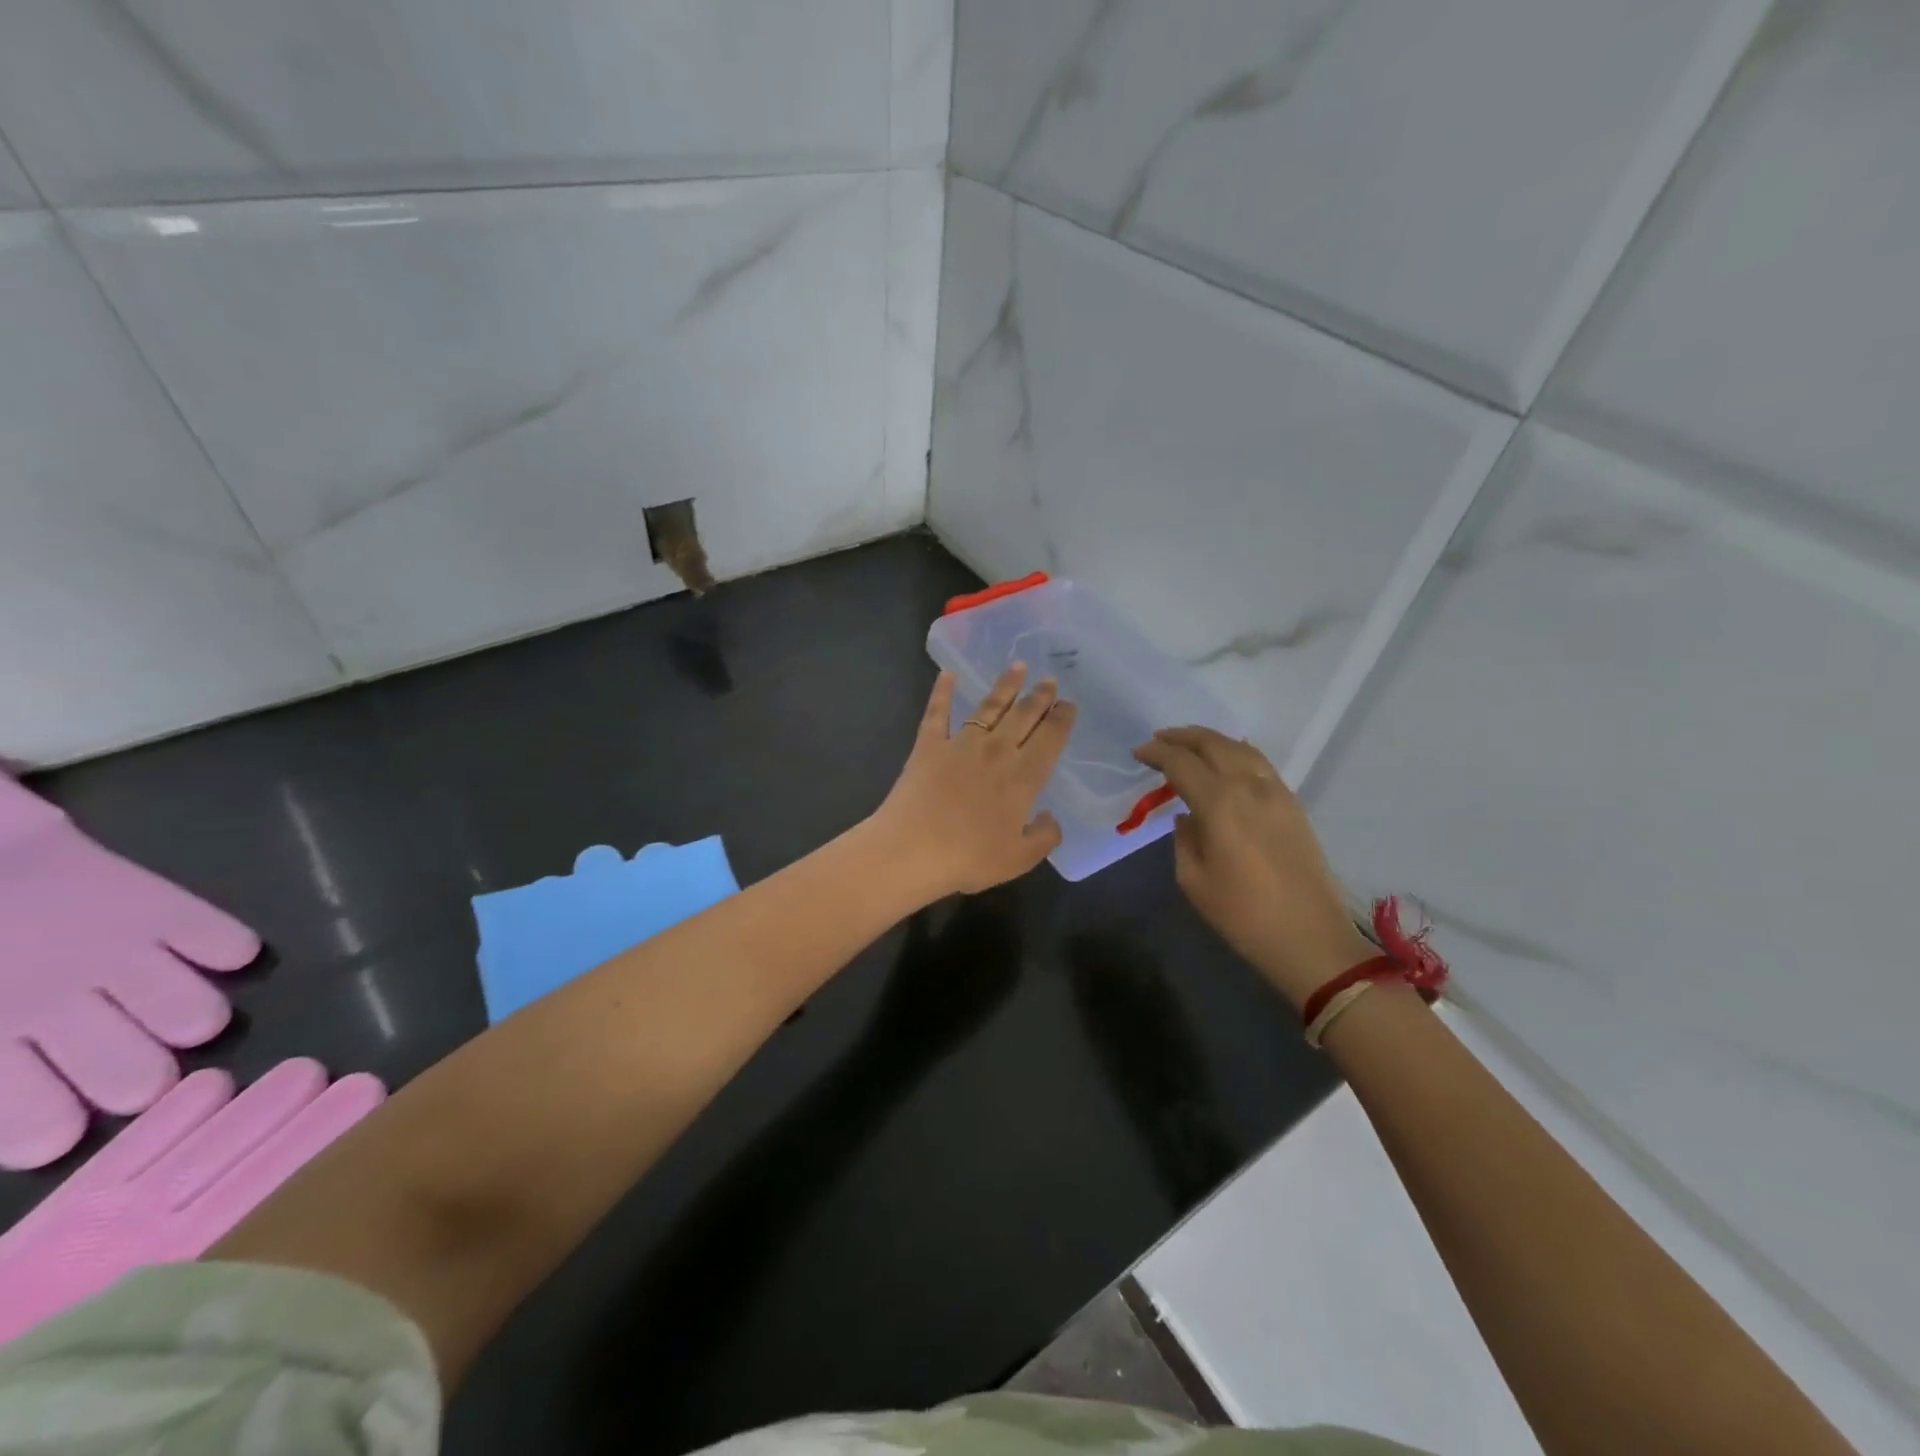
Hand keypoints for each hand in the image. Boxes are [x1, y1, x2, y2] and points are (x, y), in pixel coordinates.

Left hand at [871, 665, 1075, 897]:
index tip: (1068, 704)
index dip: (1062, 719)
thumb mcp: (1019, 859)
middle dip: (1040, 696)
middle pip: (1024, 716)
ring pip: (989, 706)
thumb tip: (1051, 818)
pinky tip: (947, 675)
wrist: (912, 850)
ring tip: (1017, 667)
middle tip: (1049, 680)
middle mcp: (997, 751)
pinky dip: (942, 691)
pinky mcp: (928, 745)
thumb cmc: (969, 858)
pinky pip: (937, 712)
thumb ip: (1043, 837)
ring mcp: (961, 743)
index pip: (1050, 739)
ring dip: (1005, 685)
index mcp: (1023, 777)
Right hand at [1134, 727, 1374, 1008]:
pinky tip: (1227, 759)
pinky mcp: (1293, 805)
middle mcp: (1250, 787)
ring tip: (1190, 743)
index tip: (1138, 753)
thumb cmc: (1242, 915)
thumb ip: (1184, 839)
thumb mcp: (1193, 880)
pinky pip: (1261, 764)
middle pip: (1214, 744)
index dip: (1157, 753)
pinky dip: (1237, 752)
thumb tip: (1188, 817)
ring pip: (1241, 749)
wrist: (1310, 938)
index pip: (1182, 763)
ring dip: (1211, 740)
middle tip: (1159, 739)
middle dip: (1183, 737)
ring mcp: (1277, 793)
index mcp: (1220, 804)